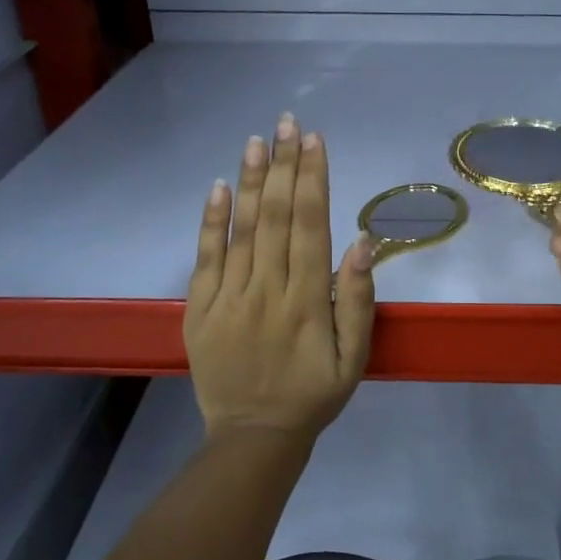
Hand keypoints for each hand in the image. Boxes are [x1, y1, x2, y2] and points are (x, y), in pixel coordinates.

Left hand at [185, 113, 374, 438]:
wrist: (253, 437)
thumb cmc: (313, 395)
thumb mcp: (354, 358)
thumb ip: (358, 300)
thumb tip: (361, 242)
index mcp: (306, 300)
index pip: (309, 225)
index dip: (312, 179)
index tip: (314, 141)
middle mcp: (266, 289)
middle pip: (274, 216)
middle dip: (283, 165)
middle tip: (287, 122)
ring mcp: (227, 298)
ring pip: (240, 229)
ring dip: (249, 180)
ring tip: (257, 139)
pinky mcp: (198, 310)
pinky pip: (204, 258)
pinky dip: (210, 221)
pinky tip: (217, 186)